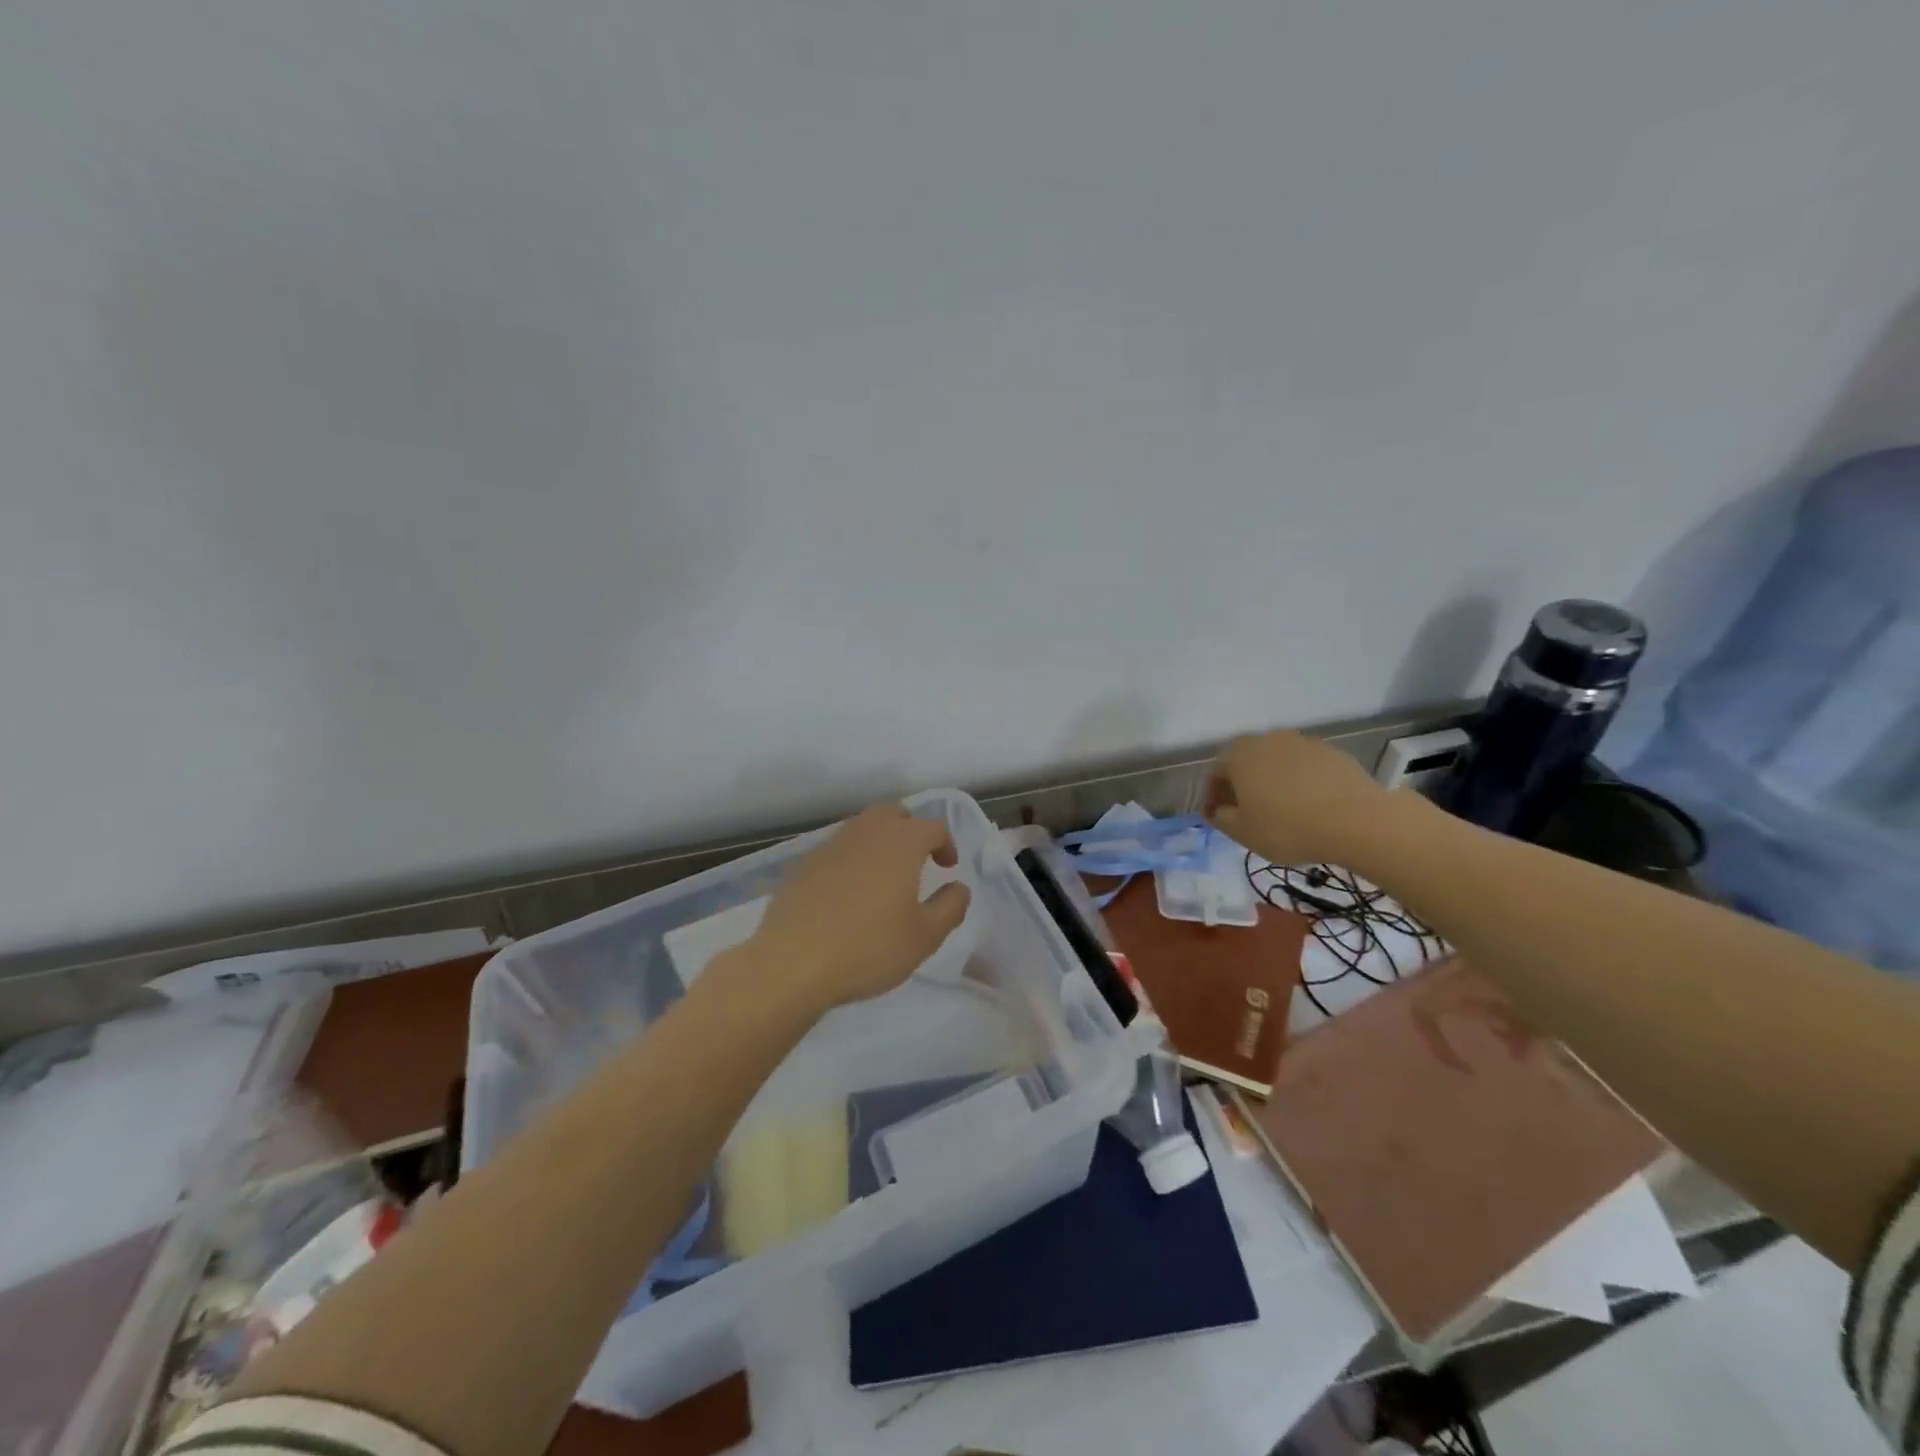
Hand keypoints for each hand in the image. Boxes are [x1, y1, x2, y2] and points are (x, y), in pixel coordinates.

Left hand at [745, 804, 971, 1012]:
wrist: (791, 963)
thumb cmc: (868, 948)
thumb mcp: (924, 937)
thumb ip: (950, 907)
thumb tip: (958, 887)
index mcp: (901, 842)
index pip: (933, 826)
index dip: (946, 843)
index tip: (947, 868)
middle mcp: (866, 832)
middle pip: (893, 813)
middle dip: (910, 829)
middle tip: (917, 860)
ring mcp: (830, 846)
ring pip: (862, 828)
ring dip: (879, 842)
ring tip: (883, 877)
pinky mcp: (803, 865)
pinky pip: (836, 850)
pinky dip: (850, 861)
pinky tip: (847, 894)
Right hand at [1204, 730, 1389, 865]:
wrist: (1356, 820)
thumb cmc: (1287, 827)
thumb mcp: (1243, 832)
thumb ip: (1221, 818)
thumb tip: (1219, 809)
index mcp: (1239, 755)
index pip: (1215, 774)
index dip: (1212, 797)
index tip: (1217, 819)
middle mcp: (1267, 740)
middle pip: (1246, 763)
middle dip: (1242, 786)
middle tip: (1247, 813)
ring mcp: (1303, 742)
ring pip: (1277, 763)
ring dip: (1272, 782)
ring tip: (1281, 810)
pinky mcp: (1332, 752)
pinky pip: (1305, 768)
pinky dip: (1301, 782)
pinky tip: (1310, 806)